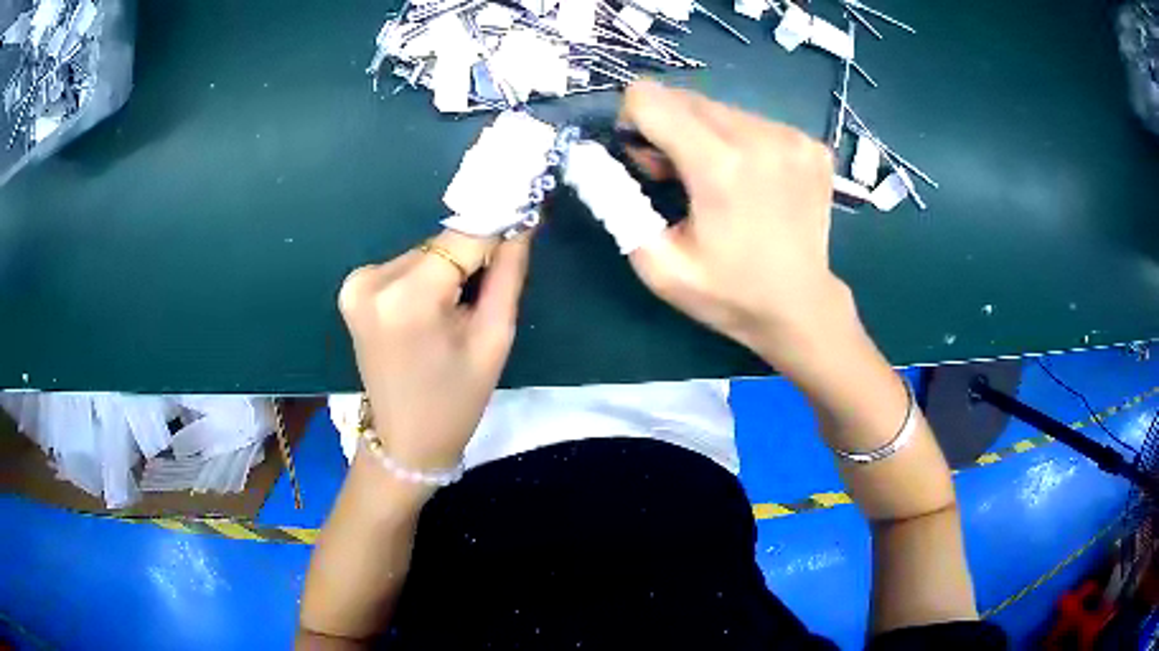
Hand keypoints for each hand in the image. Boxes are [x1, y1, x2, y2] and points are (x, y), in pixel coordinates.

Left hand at [338, 230, 530, 474]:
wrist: (404, 439)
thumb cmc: (456, 400)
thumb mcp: (494, 339)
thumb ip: (508, 273)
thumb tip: (522, 221)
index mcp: (407, 298)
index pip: (464, 236)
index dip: (497, 226)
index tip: (525, 216)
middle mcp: (372, 279)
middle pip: (442, 243)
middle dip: (471, 258)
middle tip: (486, 292)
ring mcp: (356, 282)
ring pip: (425, 252)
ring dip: (448, 268)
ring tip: (457, 310)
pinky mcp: (353, 287)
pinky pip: (406, 265)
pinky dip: (427, 277)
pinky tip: (431, 311)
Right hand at [619, 80, 852, 368]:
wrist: (801, 308)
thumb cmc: (728, 293)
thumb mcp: (658, 266)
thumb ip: (617, 205)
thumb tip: (594, 156)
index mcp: (719, 166)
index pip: (649, 98)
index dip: (633, 121)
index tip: (646, 159)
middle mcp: (759, 137)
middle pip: (684, 98)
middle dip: (667, 128)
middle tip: (680, 176)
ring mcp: (792, 138)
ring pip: (719, 108)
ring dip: (705, 134)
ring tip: (718, 181)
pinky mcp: (811, 144)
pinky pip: (754, 121)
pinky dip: (740, 142)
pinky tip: (753, 182)